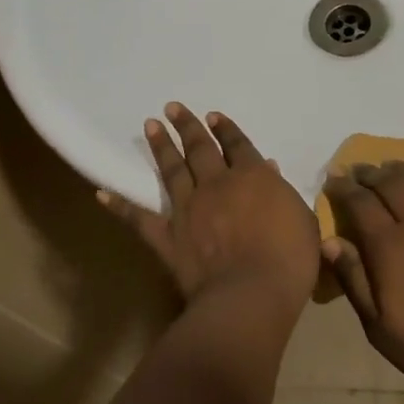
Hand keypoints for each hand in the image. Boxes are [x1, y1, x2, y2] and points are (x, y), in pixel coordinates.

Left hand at [100, 103, 320, 308]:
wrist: (250, 295)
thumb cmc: (289, 260)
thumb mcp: (302, 221)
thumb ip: (283, 194)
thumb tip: (269, 170)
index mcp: (253, 177)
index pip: (237, 145)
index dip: (226, 129)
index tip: (213, 115)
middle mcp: (216, 184)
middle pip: (200, 148)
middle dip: (187, 126)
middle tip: (172, 108)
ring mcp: (188, 209)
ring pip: (172, 171)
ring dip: (161, 147)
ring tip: (151, 125)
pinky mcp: (168, 237)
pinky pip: (140, 218)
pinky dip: (119, 205)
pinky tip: (102, 193)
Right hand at [322, 162, 403, 398]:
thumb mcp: (381, 329)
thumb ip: (354, 281)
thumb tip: (329, 241)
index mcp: (389, 247)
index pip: (360, 203)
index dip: (344, 188)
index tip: (334, 179)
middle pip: (390, 184)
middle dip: (370, 173)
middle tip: (359, 169)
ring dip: (403, 169)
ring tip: (391, 167)